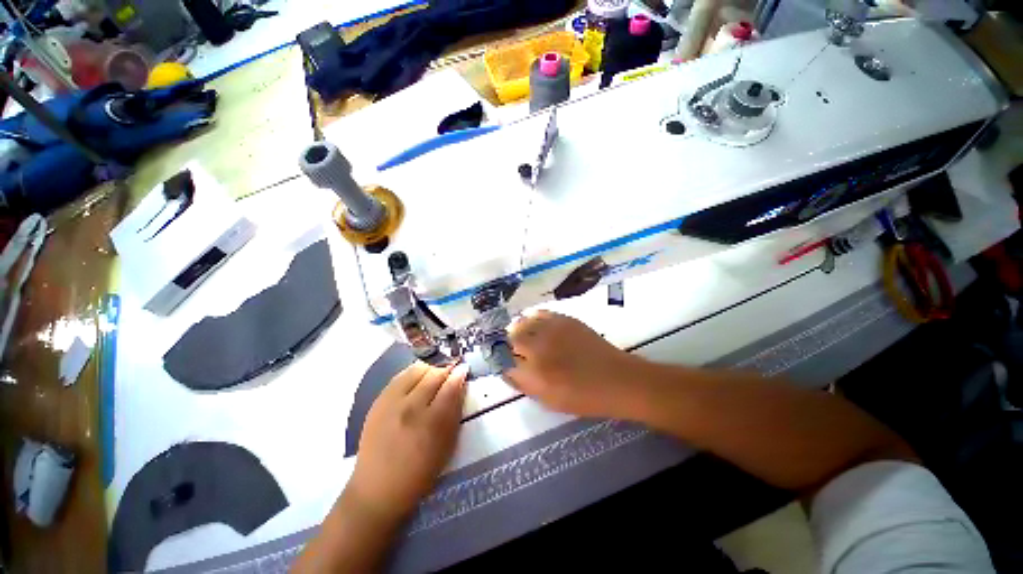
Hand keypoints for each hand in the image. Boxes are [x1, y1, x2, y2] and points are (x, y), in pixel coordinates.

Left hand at [345, 362, 467, 525]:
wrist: (376, 489)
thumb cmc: (419, 473)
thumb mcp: (446, 446)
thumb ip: (455, 412)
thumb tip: (460, 385)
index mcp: (431, 422)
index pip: (451, 386)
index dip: (460, 374)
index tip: (464, 369)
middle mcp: (411, 407)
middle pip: (434, 374)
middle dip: (447, 371)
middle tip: (451, 375)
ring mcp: (391, 402)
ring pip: (417, 369)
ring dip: (429, 371)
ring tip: (433, 379)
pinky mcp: (378, 401)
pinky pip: (400, 376)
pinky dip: (413, 375)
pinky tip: (416, 384)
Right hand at [505, 310, 642, 418]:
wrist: (617, 379)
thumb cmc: (583, 397)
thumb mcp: (549, 399)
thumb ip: (524, 384)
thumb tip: (506, 370)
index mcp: (534, 372)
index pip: (504, 362)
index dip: (500, 360)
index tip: (501, 362)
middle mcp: (539, 347)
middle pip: (510, 338)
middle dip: (506, 343)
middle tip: (511, 350)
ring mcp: (552, 330)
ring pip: (523, 323)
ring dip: (518, 329)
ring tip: (521, 335)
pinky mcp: (564, 320)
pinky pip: (540, 313)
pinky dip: (533, 319)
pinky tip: (535, 324)